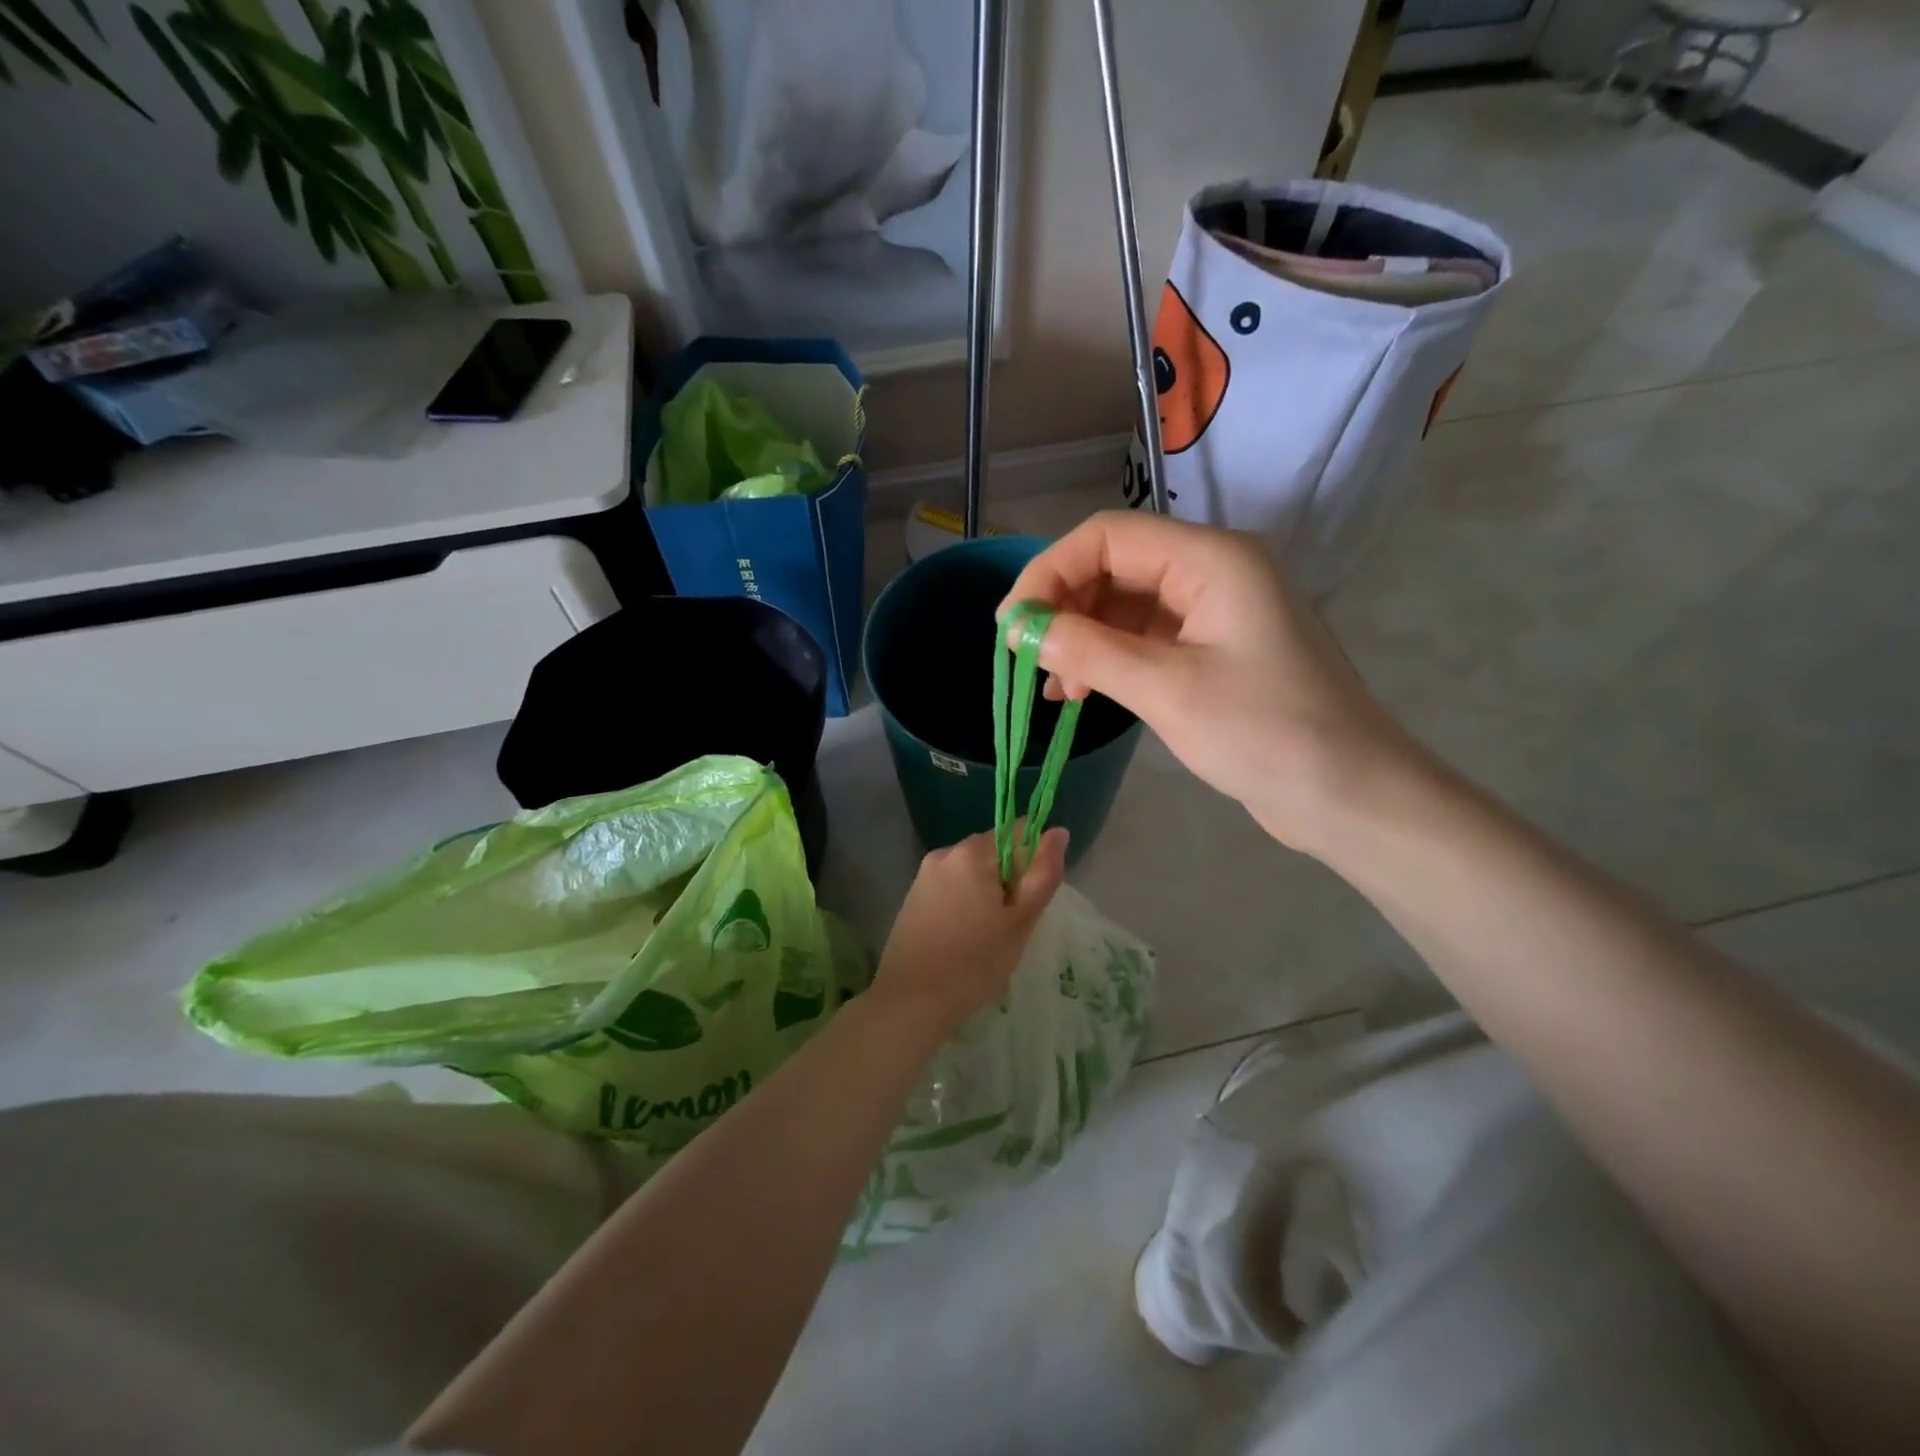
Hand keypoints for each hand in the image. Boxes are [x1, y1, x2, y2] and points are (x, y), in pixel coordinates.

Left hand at [872, 827, 1068, 1033]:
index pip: (1018, 832)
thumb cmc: (975, 962)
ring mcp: (925, 874)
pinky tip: (965, 937)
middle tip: (1011, 924)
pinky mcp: (914, 895)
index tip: (1031, 898)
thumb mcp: (1020, 921)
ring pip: (973, 871)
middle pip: (994, 850)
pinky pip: (953, 885)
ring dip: (988, 892)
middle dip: (1010, 879)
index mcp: (972, 852)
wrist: (911, 1001)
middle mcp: (946, 852)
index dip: (1034, 861)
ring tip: (988, 935)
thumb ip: (1043, 873)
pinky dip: (966, 902)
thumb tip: (1059, 831)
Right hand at [1000, 512, 1425, 853]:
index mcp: (1212, 559)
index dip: (1049, 572)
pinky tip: (1079, 692)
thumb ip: (1090, 652)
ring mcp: (1213, 612)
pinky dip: (1107, 659)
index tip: (1011, 625)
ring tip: (1052, 686)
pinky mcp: (1212, 650)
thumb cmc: (1266, 734)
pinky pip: (1143, 638)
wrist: (1350, 795)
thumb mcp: (1167, 690)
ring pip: (1124, 605)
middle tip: (1025, 658)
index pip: (1107, 537)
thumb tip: (1023, 630)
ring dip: (1081, 637)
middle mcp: (1212, 571)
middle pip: (1113, 566)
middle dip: (1063, 607)